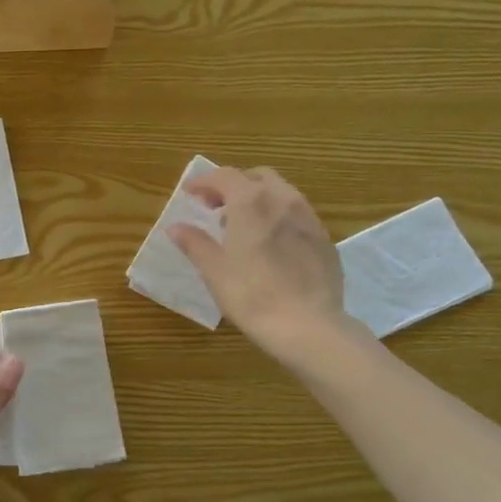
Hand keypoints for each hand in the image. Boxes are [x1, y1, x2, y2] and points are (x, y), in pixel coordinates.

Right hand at [169, 165, 369, 375]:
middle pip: (257, 177)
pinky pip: (297, 215)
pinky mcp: (325, 239)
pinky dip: (278, 217)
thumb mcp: (214, 270)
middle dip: (234, 185)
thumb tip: (176, 228)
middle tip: (215, 207)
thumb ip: (194, 243)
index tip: (189, 192)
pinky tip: (270, 244)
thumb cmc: (251, 295)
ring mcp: (309, 218)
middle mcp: (283, 200)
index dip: (204, 181)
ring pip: (281, 193)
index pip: (224, 176)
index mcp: (251, 201)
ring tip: (242, 225)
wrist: (308, 325)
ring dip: (258, 199)